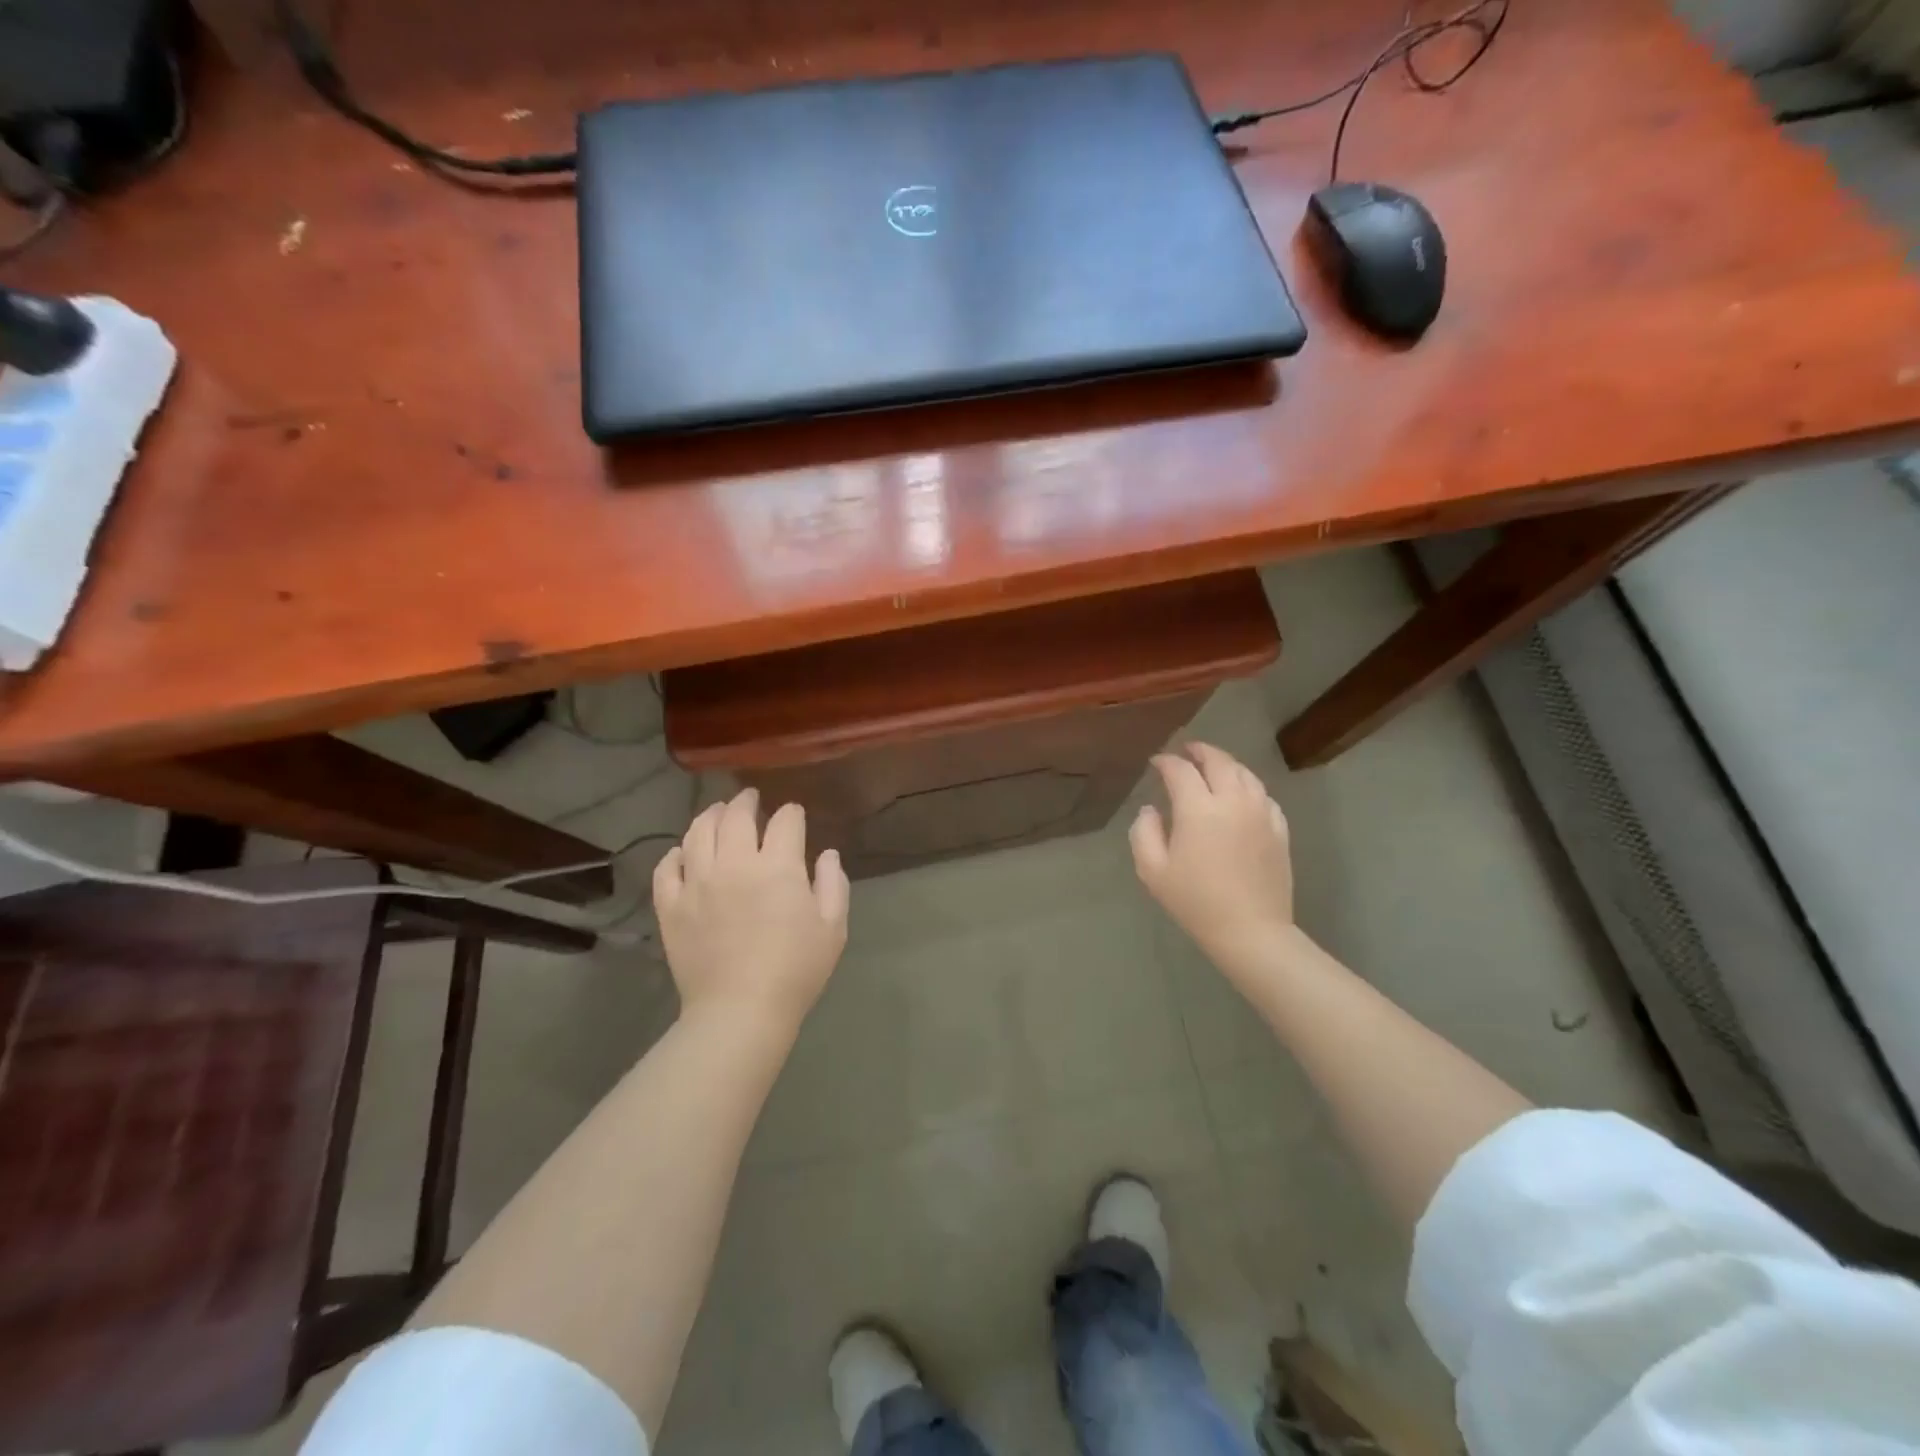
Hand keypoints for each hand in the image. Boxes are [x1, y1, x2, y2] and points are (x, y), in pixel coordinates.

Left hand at [654, 789, 849, 1034]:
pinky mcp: (671, 906)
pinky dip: (675, 854)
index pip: (785, 821)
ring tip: (717, 813)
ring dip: (710, 816)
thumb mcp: (832, 928)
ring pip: (698, 832)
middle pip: (736, 816)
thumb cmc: (796, 970)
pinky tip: (684, 854)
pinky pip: (667, 868)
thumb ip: (833, 884)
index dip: (792, 813)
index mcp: (778, 867)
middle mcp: (735, 864)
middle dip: (747, 802)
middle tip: (750, 799)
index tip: (794, 816)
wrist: (740, 1011)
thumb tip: (827, 854)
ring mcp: (697, 883)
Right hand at [1130, 743, 1295, 980]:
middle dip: (1200, 751)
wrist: (1251, 931)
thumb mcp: (1153, 871)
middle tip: (1187, 751)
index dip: (1166, 762)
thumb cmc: (1195, 902)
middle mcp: (1233, 801)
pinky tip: (1242, 795)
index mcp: (1199, 808)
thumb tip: (1150, 810)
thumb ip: (1144, 832)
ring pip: (1245, 774)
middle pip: (1219, 761)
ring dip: (1226, 765)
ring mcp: (1261, 813)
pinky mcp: (1280, 830)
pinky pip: (1264, 796)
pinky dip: (1249, 787)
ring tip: (1214, 767)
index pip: (1180, 770)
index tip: (1156, 763)